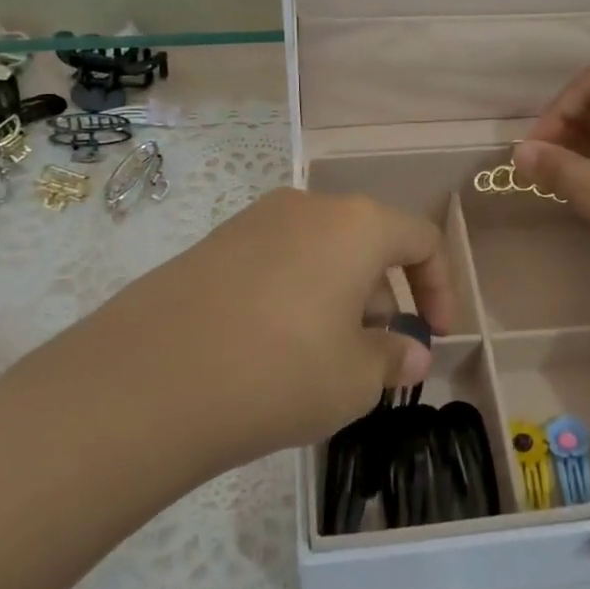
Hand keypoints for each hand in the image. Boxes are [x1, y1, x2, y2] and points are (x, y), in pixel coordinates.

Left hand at [102, 186, 454, 457]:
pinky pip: (276, 263)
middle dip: (385, 298)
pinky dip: (295, 296)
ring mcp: (253, 221)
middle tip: (376, 355)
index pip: (421, 239)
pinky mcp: (212, 245)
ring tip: (323, 358)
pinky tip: (273, 349)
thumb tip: (411, 352)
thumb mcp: (356, 378)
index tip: (435, 336)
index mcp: (356, 225)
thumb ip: (395, 358)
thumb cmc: (281, 371)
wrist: (149, 381)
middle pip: (368, 243)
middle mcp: (308, 207)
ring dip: (340, 298)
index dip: (440, 288)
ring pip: (320, 253)